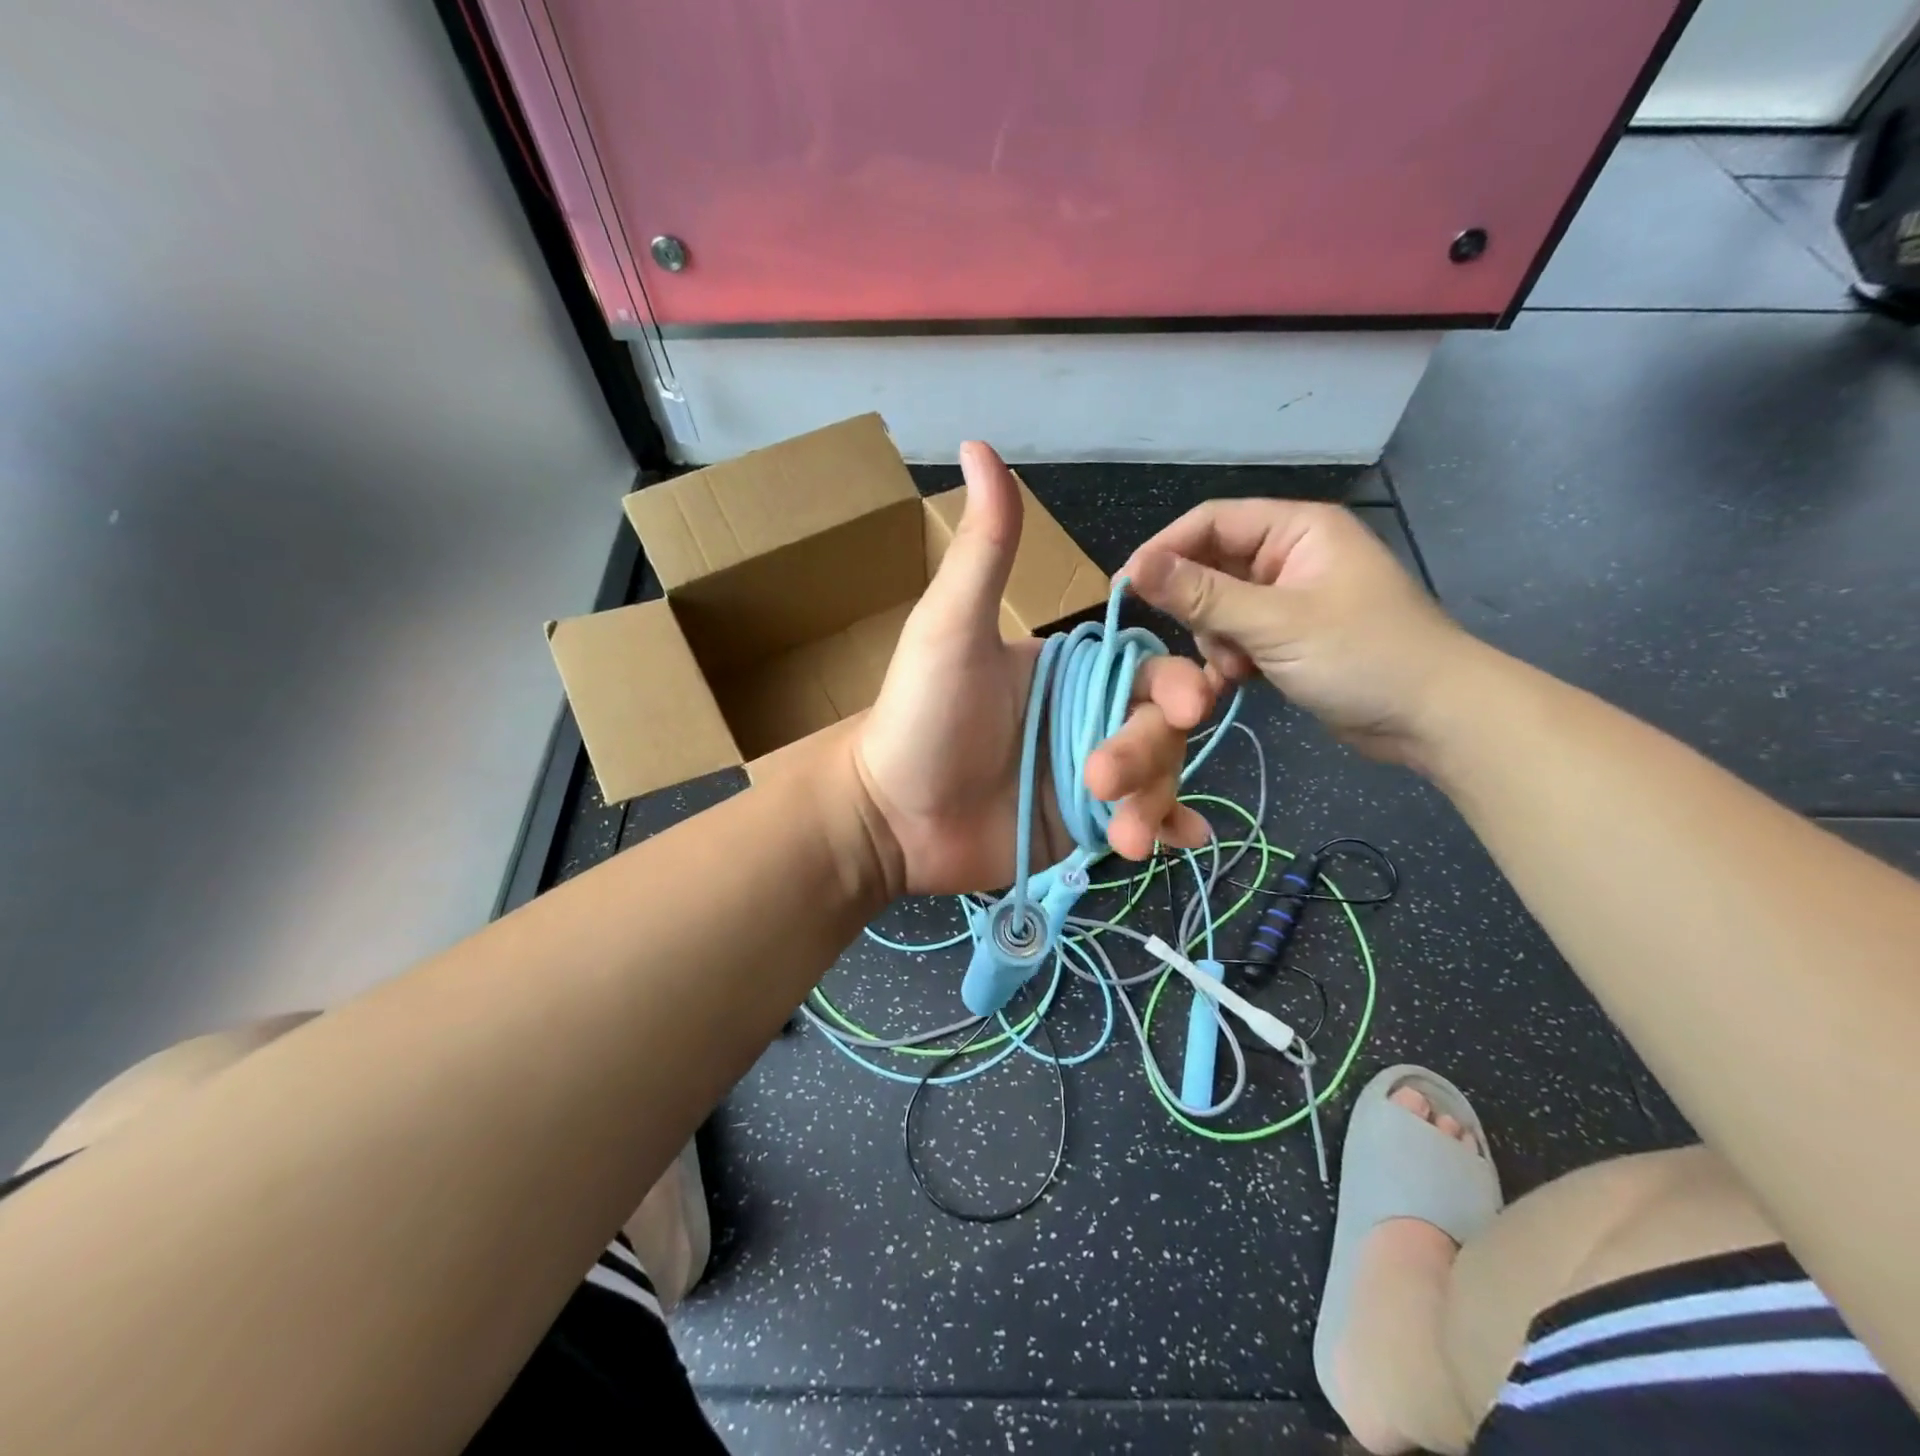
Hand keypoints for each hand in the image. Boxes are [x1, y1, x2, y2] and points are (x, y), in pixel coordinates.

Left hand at [853, 443, 1213, 896]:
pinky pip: (1138, 821)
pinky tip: (1179, 839)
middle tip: (1101, 781)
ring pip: (1156, 777)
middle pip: (1158, 727)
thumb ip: (984, 548)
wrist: (889, 817)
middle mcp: (1086, 716)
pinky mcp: (1080, 825)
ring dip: (1154, 801)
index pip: (1146, 668)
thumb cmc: (919, 716)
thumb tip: (979, 443)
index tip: (1189, 706)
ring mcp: (1086, 776)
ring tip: (1125, 836)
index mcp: (1068, 669)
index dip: (1176, 684)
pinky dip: (1164, 828)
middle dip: (1147, 754)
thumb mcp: (951, 628)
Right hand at [1122, 500, 1476, 765]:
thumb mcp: (1275, 624)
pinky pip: (1239, 635)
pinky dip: (1231, 657)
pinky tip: (1240, 680)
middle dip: (1198, 607)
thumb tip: (1133, 568)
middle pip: (1212, 566)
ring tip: (1236, 668)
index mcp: (1296, 529)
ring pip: (1220, 607)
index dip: (1164, 550)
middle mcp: (1290, 555)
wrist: (1433, 719)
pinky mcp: (1289, 636)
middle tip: (1197, 641)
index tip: (1126, 588)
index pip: (1210, 521)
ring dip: (1216, 638)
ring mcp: (1290, 598)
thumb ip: (1202, 595)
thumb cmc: (1362, 656)